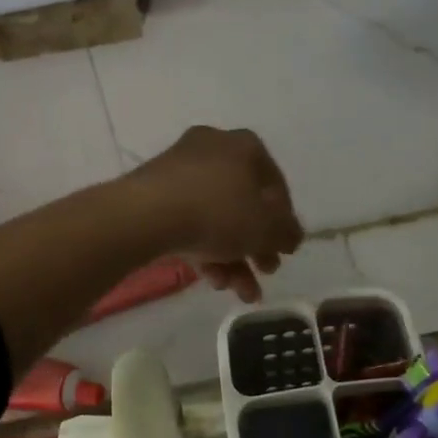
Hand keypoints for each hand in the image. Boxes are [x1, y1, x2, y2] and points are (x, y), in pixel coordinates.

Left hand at [127, 126, 303, 302]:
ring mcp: (179, 170)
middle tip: (265, 272)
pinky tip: (212, 280)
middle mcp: (212, 149)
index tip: (284, 249)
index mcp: (244, 146)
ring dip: (232, 257)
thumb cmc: (219, 211)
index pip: (275, 185)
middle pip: (243, 203)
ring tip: (239, 291)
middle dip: (256, 246)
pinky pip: (188, 221)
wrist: (146, 214)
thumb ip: (287, 233)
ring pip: (215, 217)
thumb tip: (291, 236)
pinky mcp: (153, 193)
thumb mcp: (267, 228)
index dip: (284, 221)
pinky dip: (203, 249)